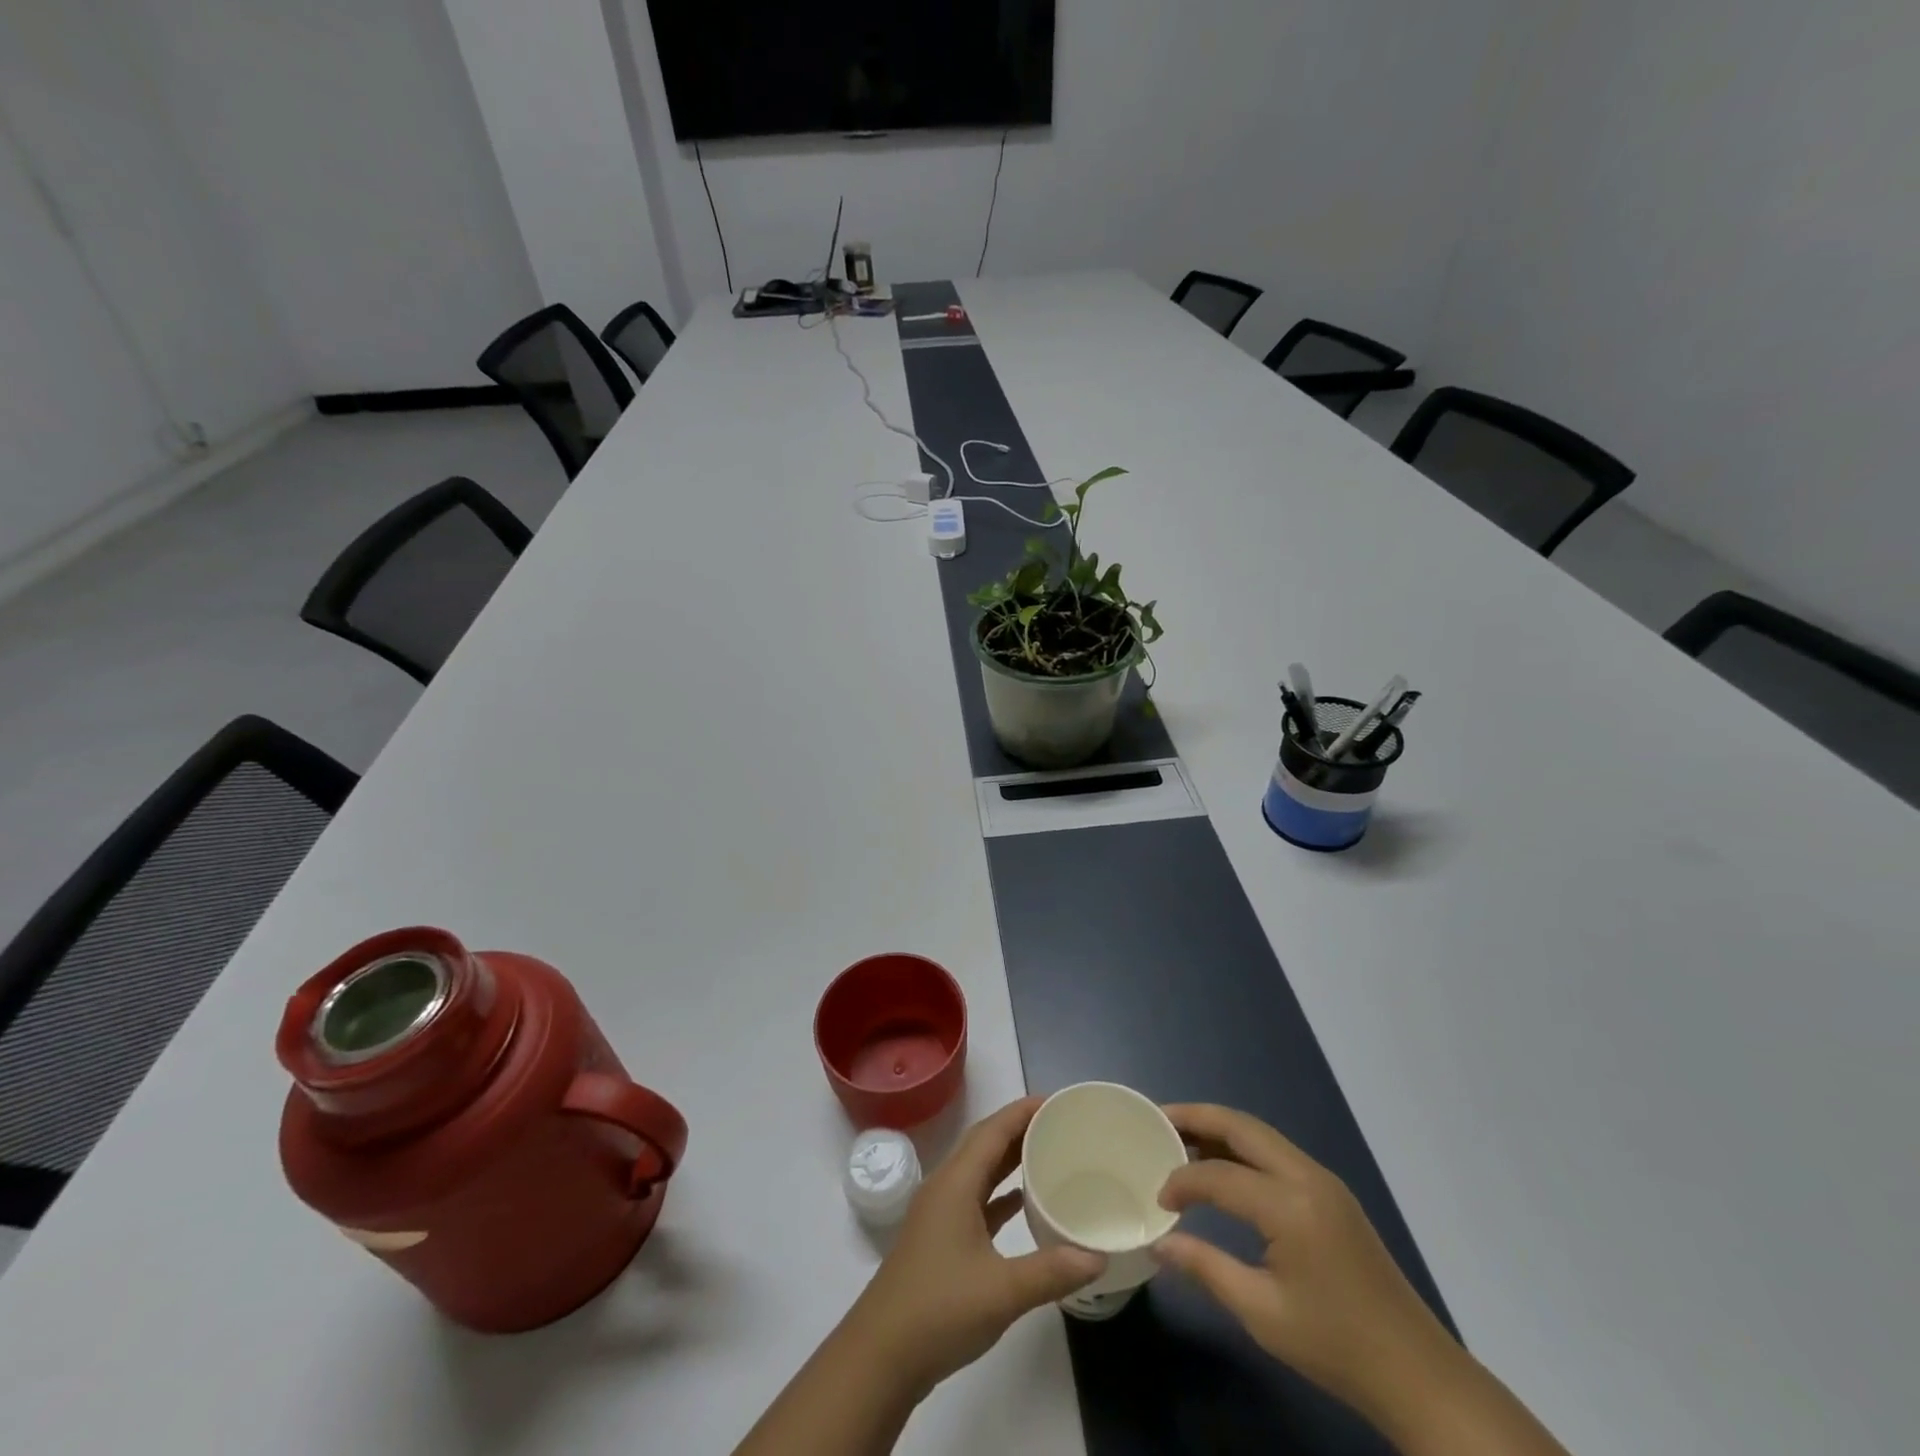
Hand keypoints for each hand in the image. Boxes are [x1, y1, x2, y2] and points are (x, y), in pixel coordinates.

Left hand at [846, 1097, 1106, 1394]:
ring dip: (1009, 1157)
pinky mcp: (941, 1238)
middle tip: (1060, 1124)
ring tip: (1048, 1152)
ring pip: (979, 1169)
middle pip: (985, 1142)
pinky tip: (1023, 1201)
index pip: (993, 1129)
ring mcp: (940, 1212)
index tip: (1058, 1102)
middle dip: (1020, 1127)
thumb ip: (1051, 1271)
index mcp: (956, 1182)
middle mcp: (946, 1186)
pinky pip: (976, 1197)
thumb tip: (1097, 1255)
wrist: (881, 1355)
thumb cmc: (939, 1310)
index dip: (1024, 1110)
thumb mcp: (1002, 1291)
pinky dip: (1000, 1192)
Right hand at [1153, 1104, 1465, 1429]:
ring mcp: (1323, 1181)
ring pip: (1260, 1134)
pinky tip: (1222, 1165)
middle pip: (1241, 1126)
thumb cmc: (1336, 1346)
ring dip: (1219, 1128)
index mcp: (1290, 1206)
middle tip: (1156, 1120)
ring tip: (1180, 1135)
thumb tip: (1159, 1244)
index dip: (1181, 1181)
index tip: (1158, 1201)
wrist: (1418, 1374)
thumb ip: (1206, 1268)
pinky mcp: (1331, 1193)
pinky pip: (1276, 1152)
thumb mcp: (1262, 1313)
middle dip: (1196, 1116)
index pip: (1218, 1175)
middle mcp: (1307, 1177)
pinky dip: (1242, 1147)